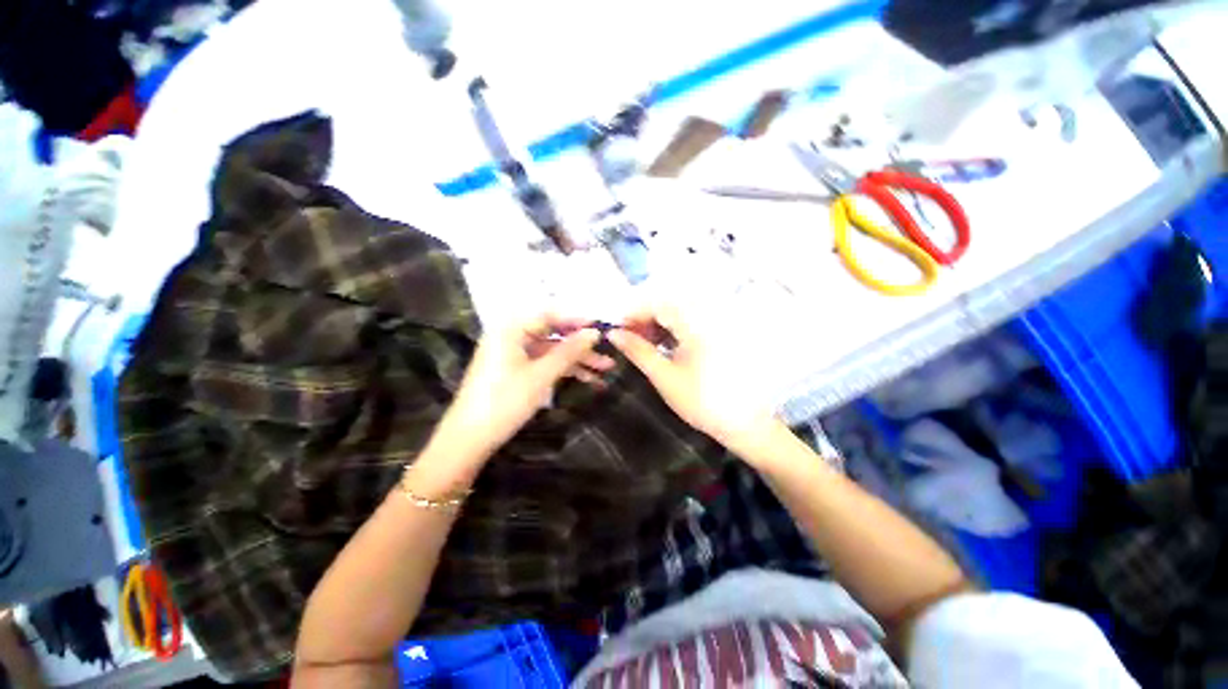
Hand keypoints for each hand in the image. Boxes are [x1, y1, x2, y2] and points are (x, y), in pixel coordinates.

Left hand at [432, 315, 610, 461]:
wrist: (469, 439)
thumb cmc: (505, 401)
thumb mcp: (541, 375)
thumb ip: (569, 351)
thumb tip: (594, 332)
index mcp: (511, 329)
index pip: (550, 315)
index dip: (577, 321)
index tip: (602, 328)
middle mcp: (511, 336)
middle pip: (553, 335)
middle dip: (581, 346)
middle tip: (607, 354)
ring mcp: (513, 355)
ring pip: (551, 351)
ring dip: (576, 361)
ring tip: (604, 371)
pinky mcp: (515, 371)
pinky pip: (544, 364)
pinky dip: (563, 370)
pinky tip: (587, 379)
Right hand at [608, 305, 778, 456]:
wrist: (741, 422)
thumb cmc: (699, 401)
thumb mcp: (663, 376)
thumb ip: (637, 351)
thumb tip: (614, 334)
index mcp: (695, 325)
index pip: (658, 305)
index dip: (634, 314)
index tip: (617, 330)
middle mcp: (706, 318)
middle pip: (668, 306)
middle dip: (645, 319)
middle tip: (628, 338)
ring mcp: (714, 326)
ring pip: (678, 314)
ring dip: (657, 324)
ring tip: (643, 343)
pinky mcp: (718, 336)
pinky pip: (689, 323)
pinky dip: (672, 330)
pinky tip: (664, 346)